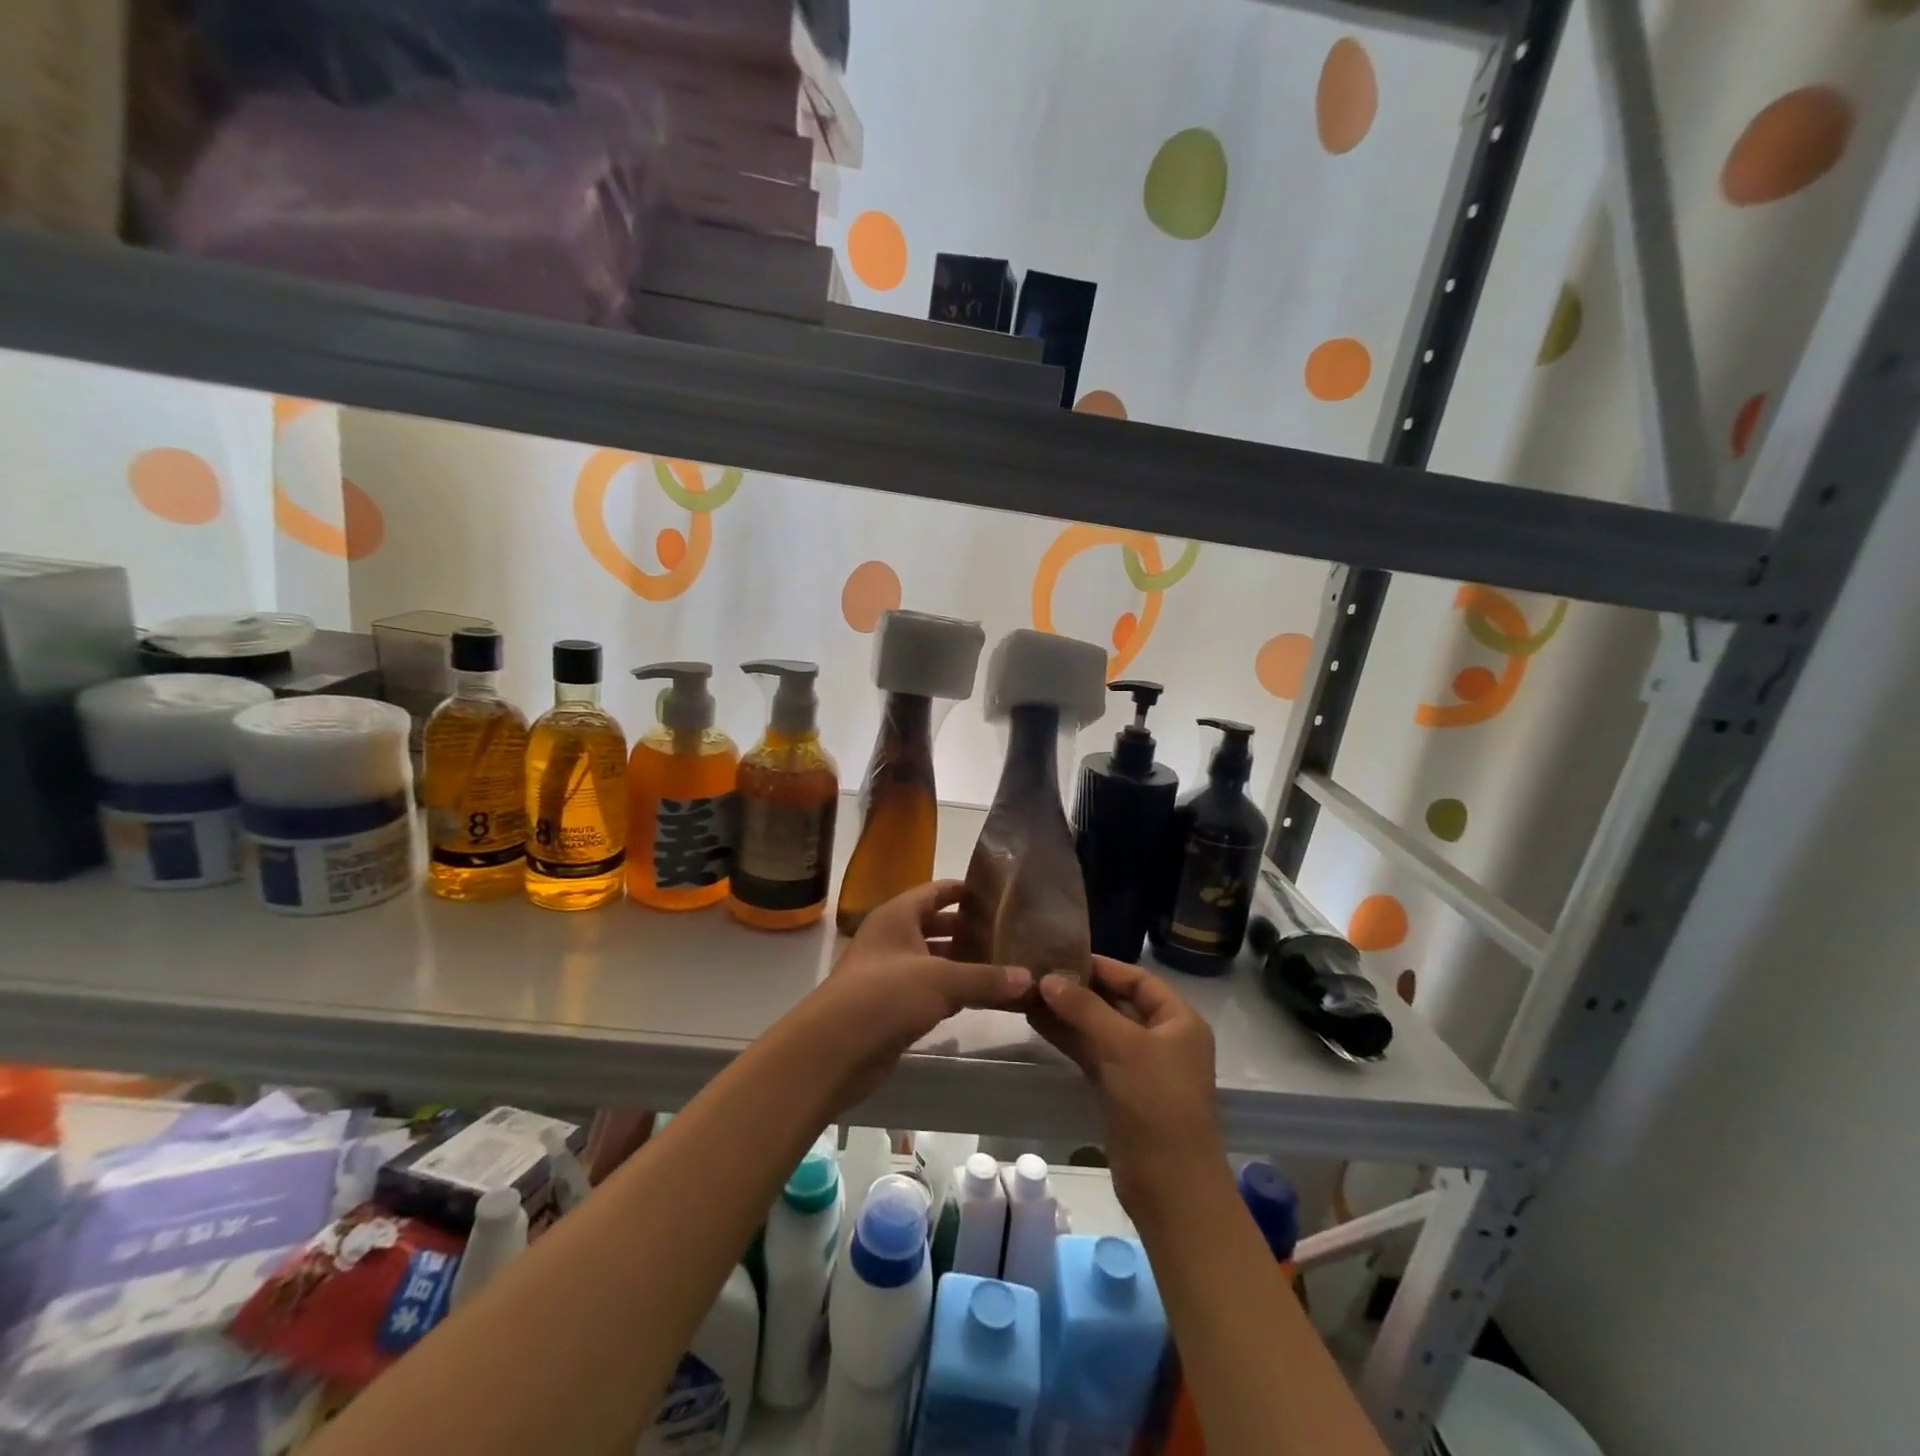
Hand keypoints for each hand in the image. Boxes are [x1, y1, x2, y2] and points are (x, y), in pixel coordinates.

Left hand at [788, 880, 1031, 1114]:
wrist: (834, 1049)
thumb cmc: (886, 995)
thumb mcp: (942, 980)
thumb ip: (986, 978)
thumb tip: (1030, 978)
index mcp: (897, 916)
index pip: (935, 891)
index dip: (963, 890)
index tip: (997, 893)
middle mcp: (891, 938)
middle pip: (934, 925)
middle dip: (967, 929)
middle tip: (1007, 932)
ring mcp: (887, 973)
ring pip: (932, 960)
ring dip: (961, 963)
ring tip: (1002, 964)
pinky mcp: (889, 1006)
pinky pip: (927, 990)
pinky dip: (950, 992)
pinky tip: (978, 999)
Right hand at [1030, 957, 1221, 1219]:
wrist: (1170, 1187)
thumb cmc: (1156, 1103)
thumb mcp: (1122, 1046)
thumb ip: (1084, 1008)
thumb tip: (1048, 978)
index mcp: (1178, 1021)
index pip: (1138, 979)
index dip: (1102, 966)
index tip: (1063, 954)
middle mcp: (1162, 1038)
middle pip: (1117, 1002)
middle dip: (1079, 989)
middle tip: (1038, 972)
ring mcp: (1140, 1066)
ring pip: (1100, 1028)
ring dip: (1068, 1013)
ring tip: (1028, 994)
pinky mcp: (1120, 1090)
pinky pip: (1092, 1053)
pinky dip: (1068, 1038)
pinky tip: (1037, 1023)